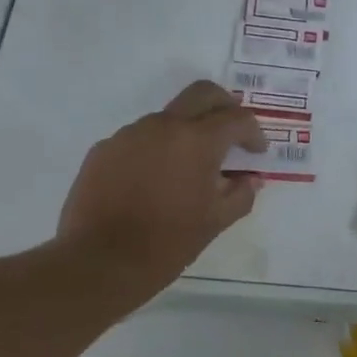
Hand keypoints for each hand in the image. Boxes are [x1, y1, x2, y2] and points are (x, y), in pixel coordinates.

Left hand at [57, 81, 266, 297]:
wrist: (100, 262)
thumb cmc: (167, 243)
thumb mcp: (215, 222)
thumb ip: (240, 194)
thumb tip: (251, 179)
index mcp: (197, 141)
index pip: (237, 119)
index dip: (254, 133)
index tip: (256, 152)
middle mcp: (163, 126)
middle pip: (202, 94)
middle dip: (224, 106)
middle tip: (232, 133)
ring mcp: (129, 134)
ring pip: (168, 117)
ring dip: (186, 132)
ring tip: (188, 168)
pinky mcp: (104, 149)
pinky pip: (138, 139)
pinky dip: (155, 150)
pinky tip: (153, 181)